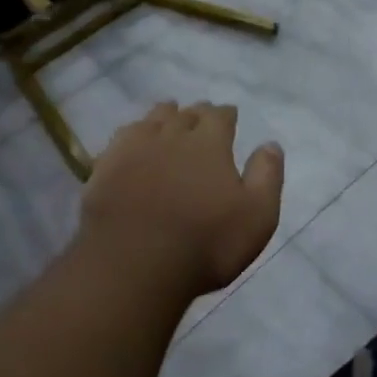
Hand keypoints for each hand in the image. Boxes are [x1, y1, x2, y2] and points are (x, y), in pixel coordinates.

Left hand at [78, 102, 283, 299]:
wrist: (134, 263)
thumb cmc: (205, 243)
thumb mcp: (256, 216)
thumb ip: (267, 176)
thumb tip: (270, 144)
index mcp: (209, 144)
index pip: (219, 116)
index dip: (226, 114)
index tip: (229, 115)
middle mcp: (172, 135)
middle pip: (185, 114)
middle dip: (196, 113)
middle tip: (200, 116)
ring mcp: (134, 148)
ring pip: (152, 119)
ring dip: (164, 115)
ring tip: (168, 115)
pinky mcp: (106, 166)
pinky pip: (122, 137)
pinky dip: (134, 132)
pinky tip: (133, 138)